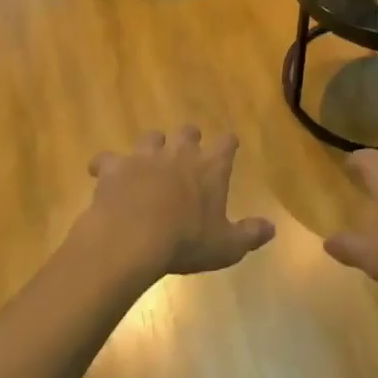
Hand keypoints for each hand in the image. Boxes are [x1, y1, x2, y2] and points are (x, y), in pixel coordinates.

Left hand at [81, 127, 274, 278]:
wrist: (132, 239)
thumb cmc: (186, 242)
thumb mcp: (226, 246)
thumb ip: (250, 234)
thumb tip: (272, 228)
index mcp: (210, 167)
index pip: (226, 144)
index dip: (228, 144)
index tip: (229, 147)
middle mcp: (178, 153)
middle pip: (187, 131)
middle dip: (188, 139)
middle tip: (187, 153)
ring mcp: (144, 157)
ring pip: (150, 137)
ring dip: (152, 147)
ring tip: (149, 162)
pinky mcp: (114, 167)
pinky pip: (107, 159)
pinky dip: (107, 165)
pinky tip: (104, 173)